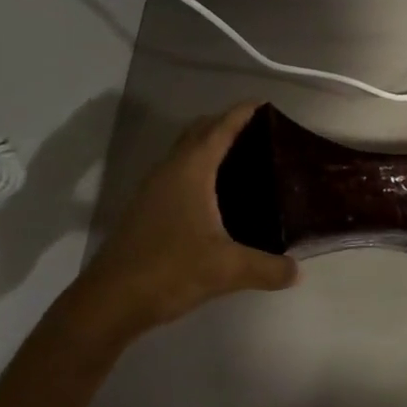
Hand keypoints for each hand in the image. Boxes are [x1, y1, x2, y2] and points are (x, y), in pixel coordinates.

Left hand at [74, 102, 297, 338]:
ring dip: (209, 146)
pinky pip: (177, 173)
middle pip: (199, 132)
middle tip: (261, 134)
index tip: (265, 104)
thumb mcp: (228, 270)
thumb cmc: (169, 271)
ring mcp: (152, 189)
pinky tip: (216, 196)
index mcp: (190, 170)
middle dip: (226, 124)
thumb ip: (268, 268)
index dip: (242, 113)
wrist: (109, 302)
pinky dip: (198, 169)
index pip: (220, 128)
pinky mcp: (145, 209)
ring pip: (185, 152)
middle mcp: (169, 170)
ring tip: (244, 160)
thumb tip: (298, 271)